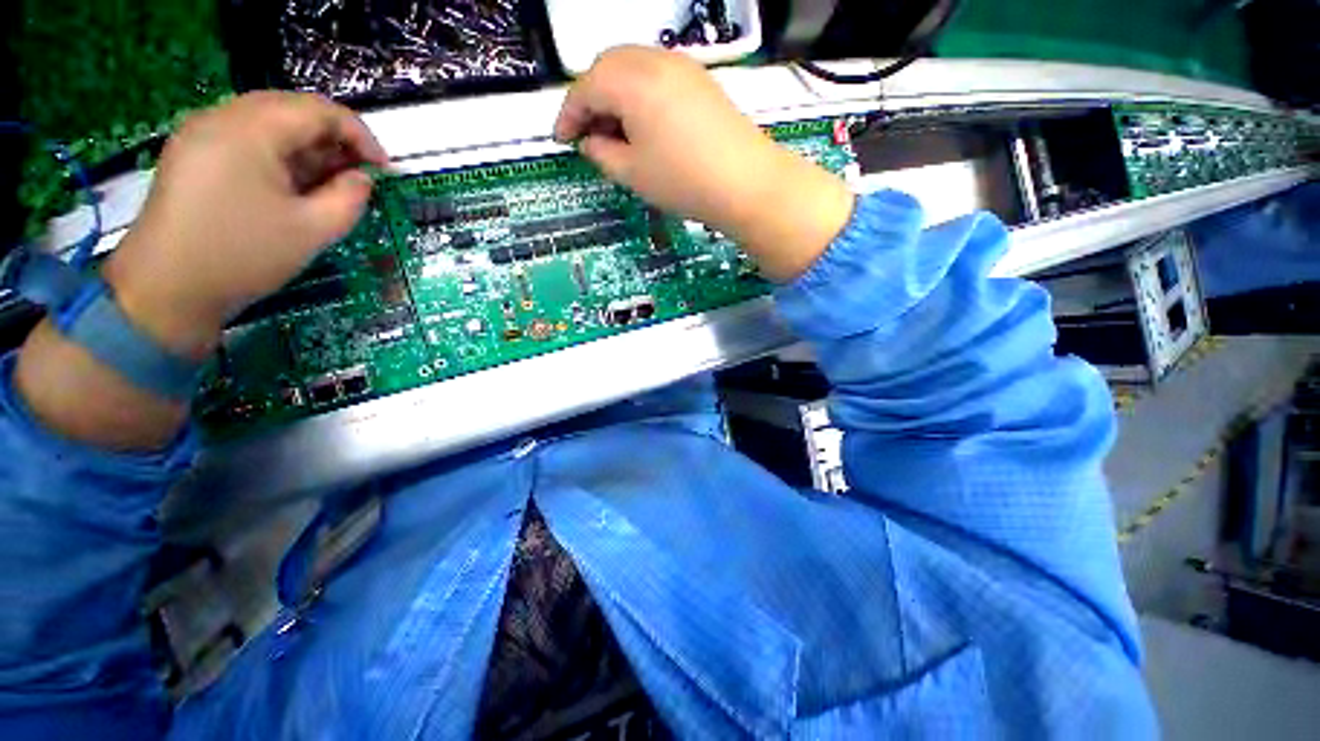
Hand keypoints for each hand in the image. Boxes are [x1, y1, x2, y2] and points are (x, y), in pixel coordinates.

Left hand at [103, 91, 387, 357]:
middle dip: (334, 139)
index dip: (360, 134)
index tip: (384, 168)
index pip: (318, 110)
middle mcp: (221, 118)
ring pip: (269, 123)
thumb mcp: (312, 230)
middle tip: (359, 175)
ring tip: (330, 183)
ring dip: (308, 148)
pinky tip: (293, 185)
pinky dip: (279, 155)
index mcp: (249, 130)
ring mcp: (201, 134)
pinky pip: (247, 138)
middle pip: (292, 109)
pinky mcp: (193, 154)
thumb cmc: (243, 256)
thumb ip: (349, 198)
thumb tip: (362, 178)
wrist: (165, 290)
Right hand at [554, 46, 853, 279]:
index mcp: (630, 82)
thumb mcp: (633, 174)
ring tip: (614, 132)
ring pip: (633, 67)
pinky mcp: (701, 81)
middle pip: (607, 67)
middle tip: (587, 134)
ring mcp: (682, 67)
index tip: (561, 140)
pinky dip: (640, 94)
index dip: (568, 115)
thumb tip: (590, 141)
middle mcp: (654, 61)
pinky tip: (644, 124)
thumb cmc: (683, 182)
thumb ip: (602, 153)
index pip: (585, 88)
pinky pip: (657, 76)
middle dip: (590, 99)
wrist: (745, 183)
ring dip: (615, 94)